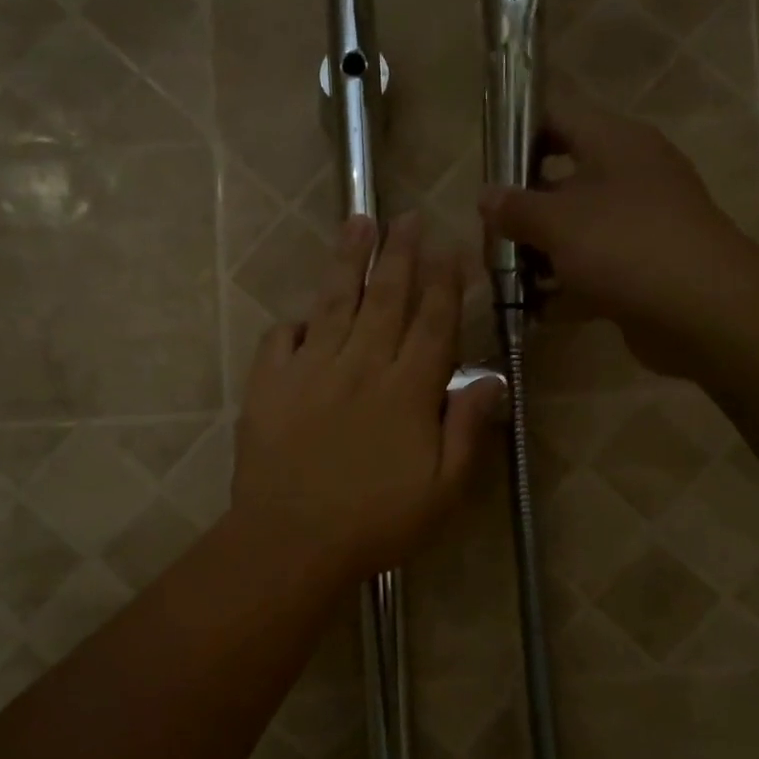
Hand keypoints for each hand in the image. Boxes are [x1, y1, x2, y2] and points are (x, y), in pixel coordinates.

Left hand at [232, 214, 503, 581]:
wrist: (291, 540)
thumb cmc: (376, 522)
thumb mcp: (443, 491)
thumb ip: (467, 430)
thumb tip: (490, 379)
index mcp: (406, 390)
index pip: (433, 323)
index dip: (445, 282)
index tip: (453, 248)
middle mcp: (360, 366)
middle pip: (386, 299)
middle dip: (401, 255)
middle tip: (408, 218)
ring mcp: (309, 370)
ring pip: (334, 303)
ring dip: (349, 262)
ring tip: (358, 223)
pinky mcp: (268, 385)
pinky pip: (279, 339)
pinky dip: (293, 322)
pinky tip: (302, 313)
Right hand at [479, 93, 758, 376]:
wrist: (701, 310)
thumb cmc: (625, 246)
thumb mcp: (559, 221)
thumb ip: (516, 207)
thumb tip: (486, 195)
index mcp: (614, 143)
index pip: (557, 117)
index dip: (518, 131)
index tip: (485, 162)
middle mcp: (628, 176)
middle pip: (561, 180)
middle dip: (521, 208)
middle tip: (487, 235)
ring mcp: (637, 226)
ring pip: (574, 231)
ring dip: (537, 253)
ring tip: (501, 277)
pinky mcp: (640, 269)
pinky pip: (590, 271)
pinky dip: (563, 288)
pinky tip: (532, 309)